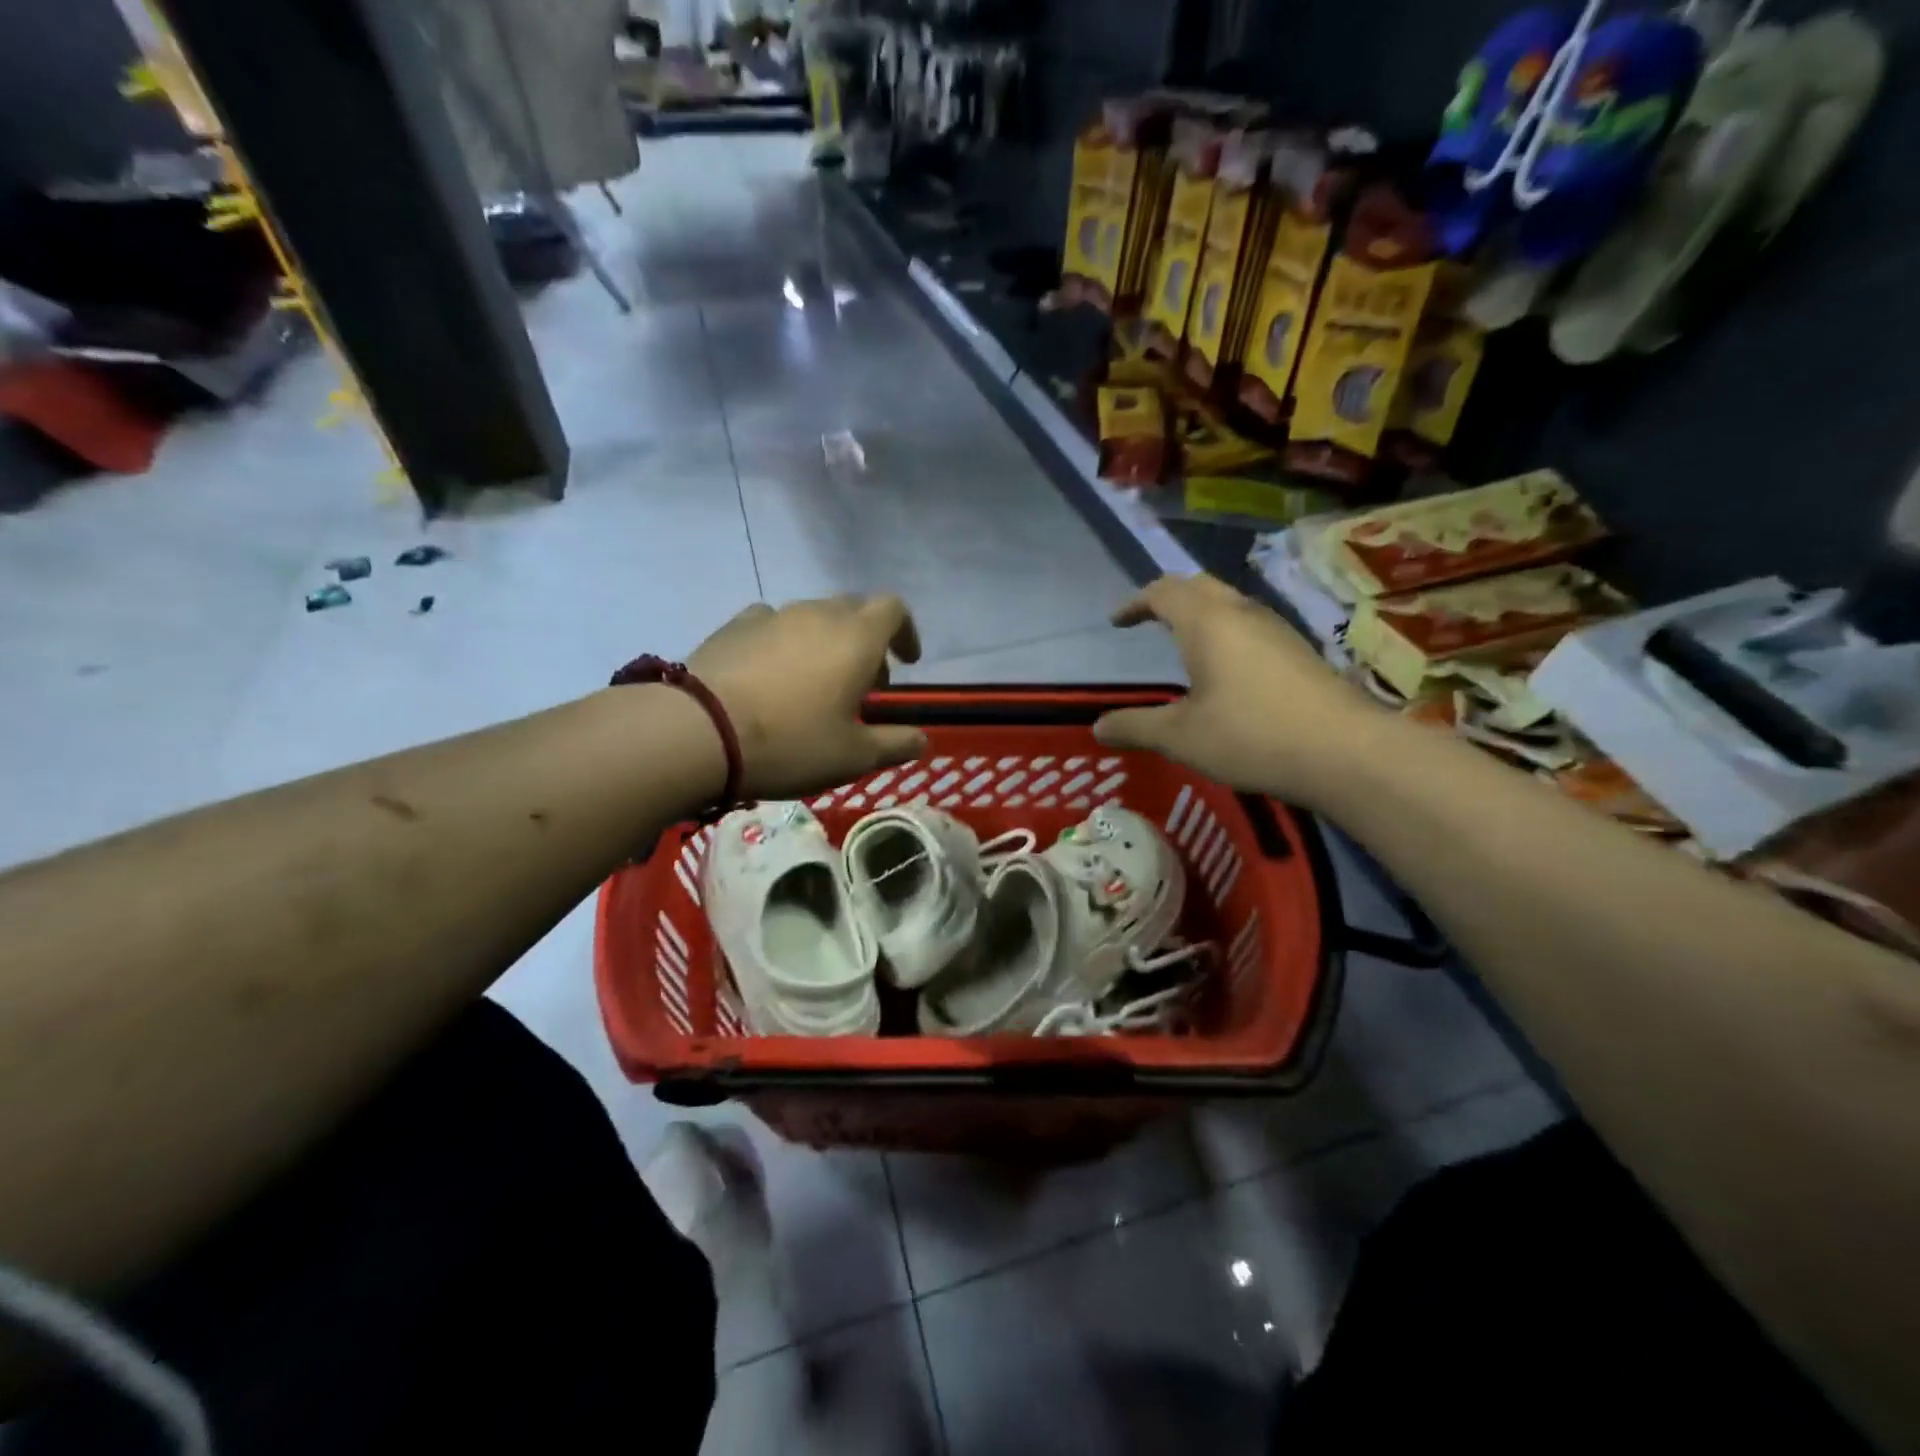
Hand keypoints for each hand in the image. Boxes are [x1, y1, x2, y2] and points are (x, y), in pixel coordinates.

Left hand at [689, 594, 928, 800]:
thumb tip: (922, 740)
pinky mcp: (733, 626)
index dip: (905, 631)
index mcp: (856, 638)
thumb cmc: (790, 743)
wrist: (698, 732)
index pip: (894, 609)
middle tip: (864, 682)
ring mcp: (772, 616)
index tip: (906, 661)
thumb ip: (894, 744)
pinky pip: (771, 624)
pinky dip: (783, 642)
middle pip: (854, 610)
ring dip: (826, 641)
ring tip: (815, 683)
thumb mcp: (852, 757)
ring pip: (812, 617)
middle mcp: (817, 614)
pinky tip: (771, 674)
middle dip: (868, 640)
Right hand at [1093, 574, 1377, 805]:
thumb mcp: (1180, 737)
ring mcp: (1277, 629)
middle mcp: (1242, 613)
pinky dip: (1226, 632)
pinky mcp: (1299, 651)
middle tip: (1149, 621)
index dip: (1135, 603)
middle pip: (1199, 586)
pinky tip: (1227, 669)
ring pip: (1230, 603)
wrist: (1344, 752)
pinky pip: (1251, 625)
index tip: (1117, 622)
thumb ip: (1135, 727)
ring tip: (1183, 643)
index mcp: (1207, 622)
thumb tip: (1098, 727)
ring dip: (1201, 613)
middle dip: (1169, 598)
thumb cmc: (1250, 735)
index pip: (1163, 591)